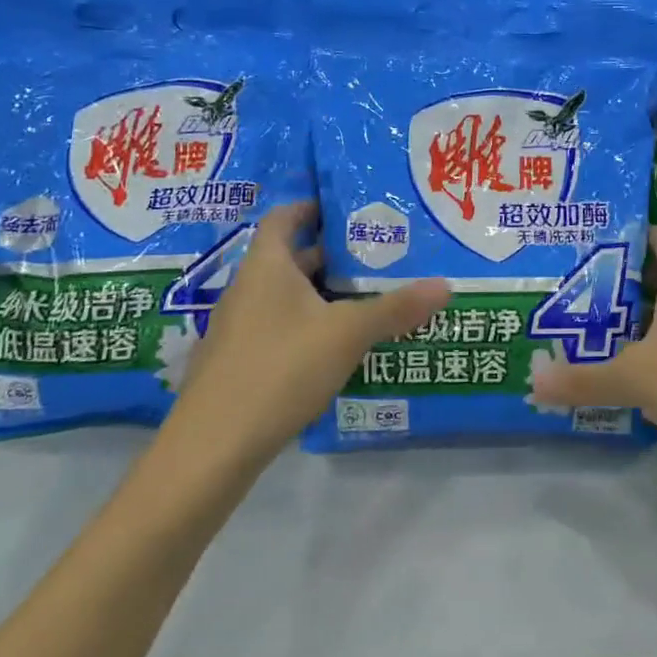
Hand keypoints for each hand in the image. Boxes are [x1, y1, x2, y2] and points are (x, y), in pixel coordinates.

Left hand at [165, 202, 449, 465]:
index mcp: (265, 266)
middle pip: (290, 258)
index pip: (284, 217)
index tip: (348, 208)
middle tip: (376, 255)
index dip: (312, 207)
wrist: (211, 450)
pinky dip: (308, 327)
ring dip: (322, 294)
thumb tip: (446, 285)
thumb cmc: (279, 370)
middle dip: (332, 255)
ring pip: (286, 297)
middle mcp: (247, 289)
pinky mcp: (238, 364)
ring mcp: (238, 329)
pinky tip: (338, 348)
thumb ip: (395, 308)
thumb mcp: (347, 334)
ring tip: (367, 298)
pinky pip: (279, 329)